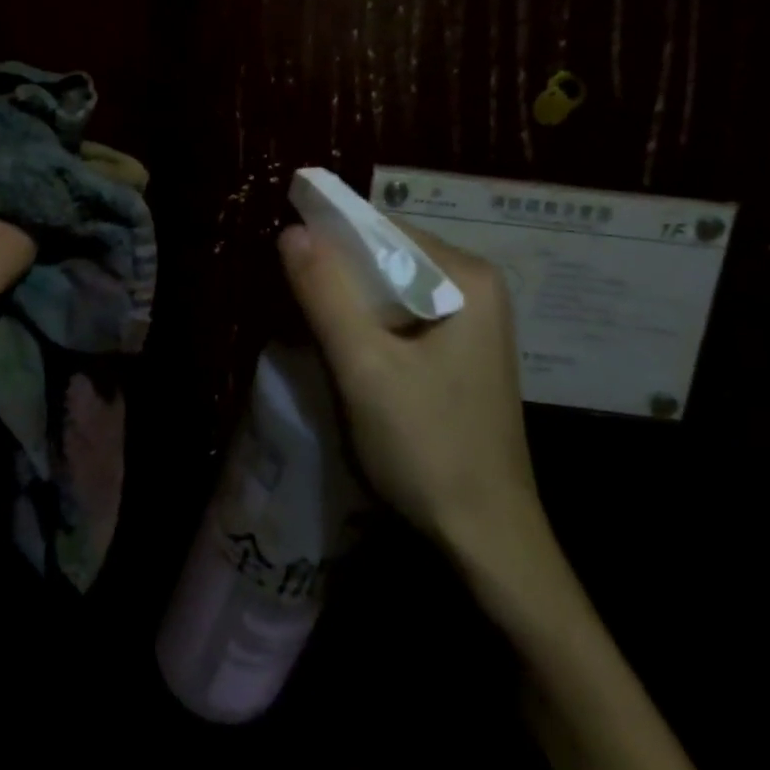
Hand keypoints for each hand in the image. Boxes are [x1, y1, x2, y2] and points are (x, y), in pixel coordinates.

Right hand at [278, 220, 561, 617]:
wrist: (486, 540)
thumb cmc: (428, 447)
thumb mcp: (364, 367)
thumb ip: (326, 294)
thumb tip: (291, 230)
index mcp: (467, 276)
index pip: (384, 229)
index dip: (330, 237)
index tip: (283, 257)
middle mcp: (477, 287)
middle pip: (390, 258)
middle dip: (339, 273)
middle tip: (290, 295)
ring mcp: (473, 322)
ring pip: (393, 290)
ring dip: (350, 302)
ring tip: (307, 321)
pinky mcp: (461, 353)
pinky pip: (404, 318)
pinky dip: (369, 326)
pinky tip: (343, 348)